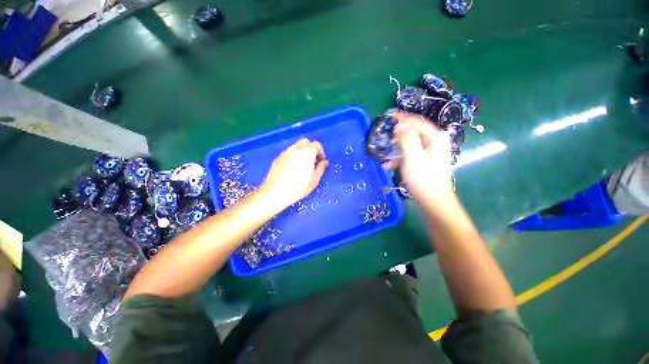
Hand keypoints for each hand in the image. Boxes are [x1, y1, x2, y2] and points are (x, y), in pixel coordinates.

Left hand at [260, 138, 328, 209]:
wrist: (276, 192)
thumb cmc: (299, 187)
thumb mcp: (315, 179)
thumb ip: (321, 168)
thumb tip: (325, 162)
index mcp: (307, 151)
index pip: (317, 145)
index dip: (321, 153)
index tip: (321, 162)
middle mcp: (296, 148)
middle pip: (306, 142)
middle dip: (311, 149)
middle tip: (312, 162)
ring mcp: (286, 152)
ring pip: (296, 147)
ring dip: (302, 152)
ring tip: (302, 166)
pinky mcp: (278, 157)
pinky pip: (289, 153)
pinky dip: (293, 156)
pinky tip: (292, 169)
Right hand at [386, 113, 453, 203]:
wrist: (433, 201)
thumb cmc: (423, 179)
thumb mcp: (413, 157)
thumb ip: (407, 139)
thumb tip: (400, 126)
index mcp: (436, 138)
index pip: (417, 122)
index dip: (403, 118)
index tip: (388, 117)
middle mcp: (435, 142)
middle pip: (414, 131)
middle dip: (399, 133)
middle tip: (385, 135)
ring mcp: (431, 152)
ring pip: (411, 143)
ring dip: (397, 148)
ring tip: (386, 153)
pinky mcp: (425, 160)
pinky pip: (411, 153)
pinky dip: (400, 157)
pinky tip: (389, 165)